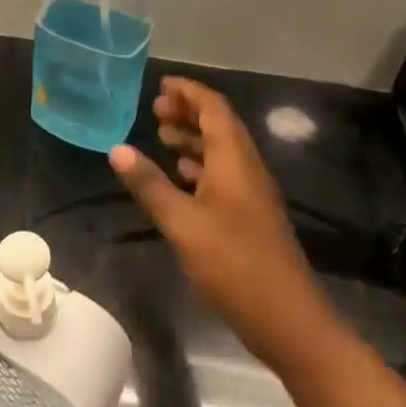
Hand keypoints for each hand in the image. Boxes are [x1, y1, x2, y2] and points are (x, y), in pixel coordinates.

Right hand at [110, 78, 333, 365]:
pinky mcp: (250, 218)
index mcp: (235, 161)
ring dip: (194, 139)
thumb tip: (117, 149)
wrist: (288, 321)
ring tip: (162, 136)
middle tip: (155, 110)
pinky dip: (200, 167)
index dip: (189, 92)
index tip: (161, 85)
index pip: (214, 109)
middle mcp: (247, 170)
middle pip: (220, 126)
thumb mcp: (183, 223)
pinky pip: (223, 176)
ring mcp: (251, 196)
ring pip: (222, 152)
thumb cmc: (234, 265)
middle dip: (189, 112)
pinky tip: (181, 177)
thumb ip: (150, 184)